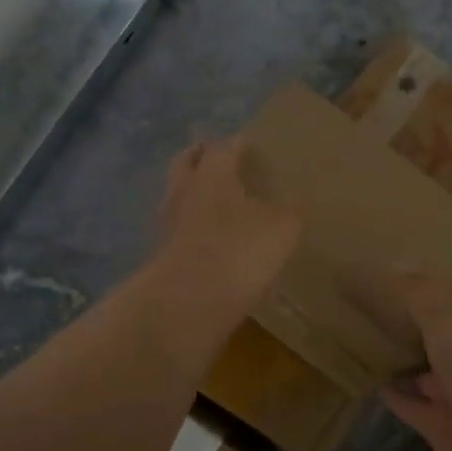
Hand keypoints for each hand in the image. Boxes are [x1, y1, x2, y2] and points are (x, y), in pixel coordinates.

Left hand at [152, 137, 300, 322]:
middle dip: (201, 157)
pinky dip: (193, 229)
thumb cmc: (238, 251)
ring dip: (194, 193)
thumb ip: (287, 212)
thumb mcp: (281, 229)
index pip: (223, 147)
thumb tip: (287, 208)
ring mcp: (168, 225)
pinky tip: (211, 241)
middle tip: (219, 159)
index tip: (249, 144)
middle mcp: (185, 192)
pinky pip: (180, 231)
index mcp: (212, 174)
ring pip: (179, 196)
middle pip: (187, 163)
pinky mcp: (163, 257)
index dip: (238, 144)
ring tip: (218, 201)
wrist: (186, 306)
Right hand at [375, 272, 451, 450]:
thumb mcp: (447, 316)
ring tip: (363, 341)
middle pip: (436, 336)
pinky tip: (369, 383)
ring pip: (423, 373)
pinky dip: (394, 396)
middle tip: (369, 304)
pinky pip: (411, 406)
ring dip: (400, 360)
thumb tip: (394, 263)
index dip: (428, 286)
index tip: (396, 272)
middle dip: (410, 323)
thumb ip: (420, 292)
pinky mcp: (440, 427)